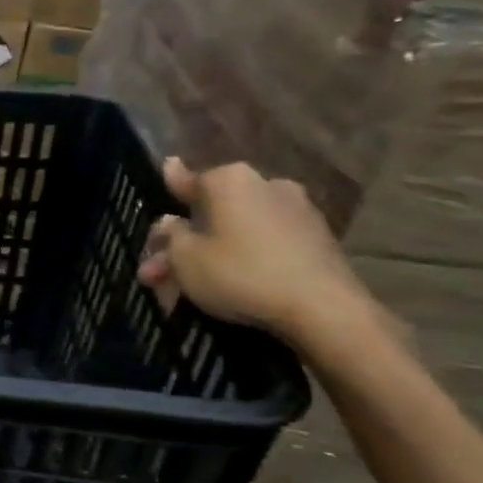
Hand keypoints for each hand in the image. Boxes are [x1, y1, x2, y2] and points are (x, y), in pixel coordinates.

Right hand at [137, 158, 373, 346]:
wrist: (324, 310)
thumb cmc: (240, 273)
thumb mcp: (184, 258)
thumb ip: (170, 235)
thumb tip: (171, 221)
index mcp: (229, 180)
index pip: (186, 179)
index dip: (170, 185)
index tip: (165, 173)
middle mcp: (265, 185)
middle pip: (211, 211)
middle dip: (183, 240)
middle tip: (158, 269)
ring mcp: (296, 211)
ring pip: (237, 229)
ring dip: (210, 252)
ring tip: (187, 287)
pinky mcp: (317, 240)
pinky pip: (265, 243)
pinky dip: (243, 257)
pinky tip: (228, 282)